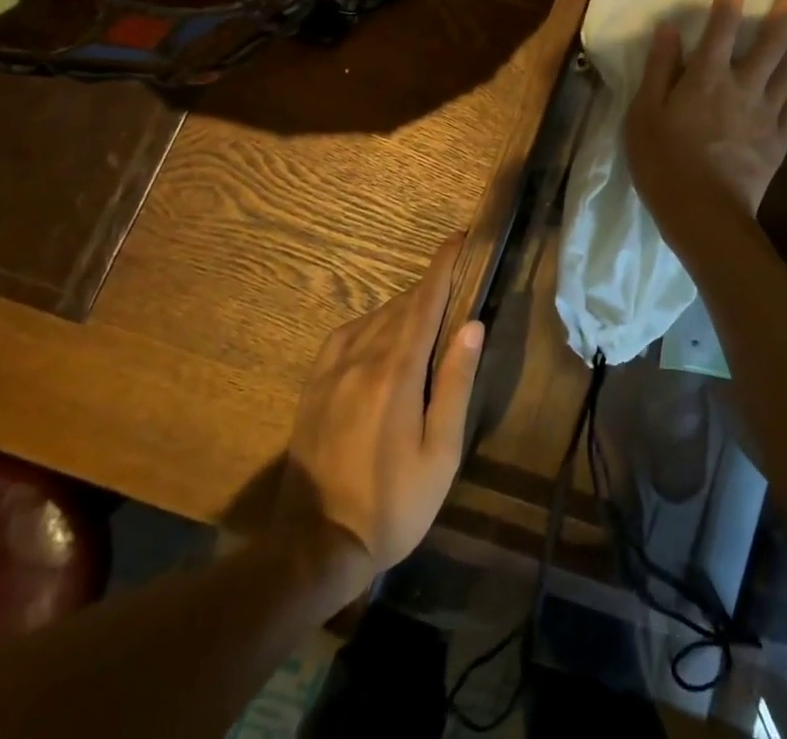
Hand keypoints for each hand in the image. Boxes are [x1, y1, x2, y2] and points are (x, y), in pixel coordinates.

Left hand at [272, 234, 483, 596]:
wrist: (314, 547)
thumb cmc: (392, 504)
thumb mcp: (439, 453)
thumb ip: (455, 384)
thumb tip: (472, 325)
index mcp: (396, 372)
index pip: (424, 301)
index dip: (443, 266)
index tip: (459, 238)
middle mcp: (361, 357)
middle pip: (402, 305)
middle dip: (430, 288)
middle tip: (456, 283)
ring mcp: (332, 369)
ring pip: (376, 317)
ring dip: (405, 307)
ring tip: (428, 315)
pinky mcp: (315, 384)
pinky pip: (348, 334)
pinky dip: (373, 323)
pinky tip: (382, 336)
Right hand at [626, 0, 786, 224]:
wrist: (705, 216)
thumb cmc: (664, 163)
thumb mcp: (644, 114)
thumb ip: (658, 69)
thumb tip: (669, 28)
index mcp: (706, 77)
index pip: (721, 24)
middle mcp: (743, 86)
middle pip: (771, 39)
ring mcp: (766, 113)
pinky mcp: (778, 139)